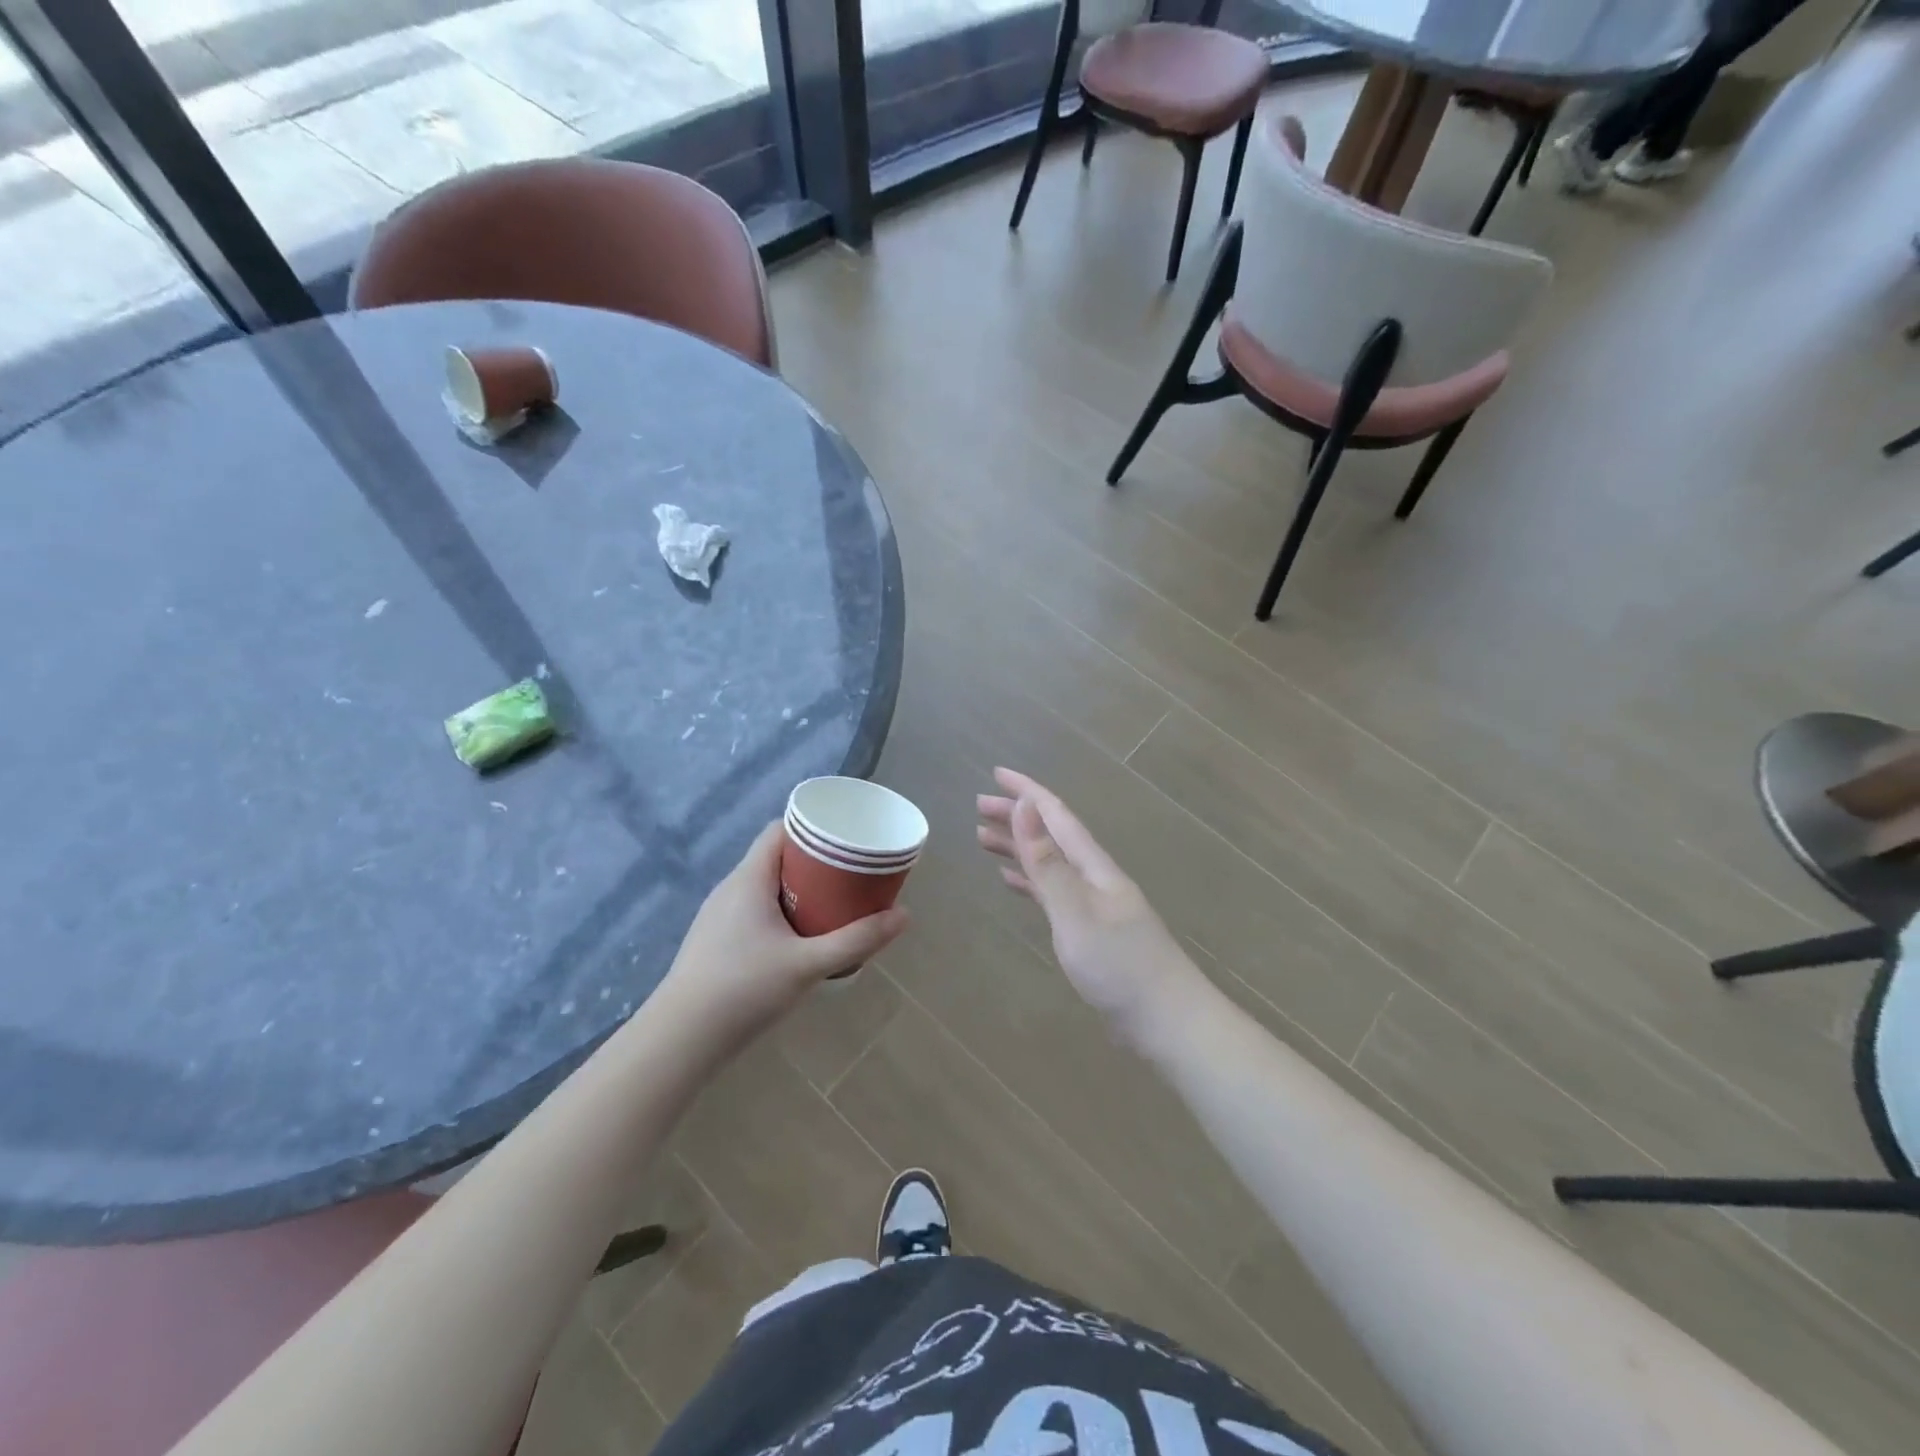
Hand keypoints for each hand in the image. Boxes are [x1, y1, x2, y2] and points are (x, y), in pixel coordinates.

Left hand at [656, 821, 908, 1055]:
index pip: (780, 831)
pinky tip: (800, 937)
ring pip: (765, 886)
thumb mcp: (809, 964)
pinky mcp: (716, 941)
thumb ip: (857, 940)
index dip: (813, 828)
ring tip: (833, 902)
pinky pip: (755, 909)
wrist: (681, 1040)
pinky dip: (782, 910)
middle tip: (851, 874)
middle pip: (776, 858)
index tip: (846, 838)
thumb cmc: (744, 990)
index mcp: (748, 879)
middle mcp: (730, 889)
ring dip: (798, 889)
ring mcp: (719, 916)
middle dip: (814, 862)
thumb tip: (905, 916)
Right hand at [976, 768, 1204, 1046]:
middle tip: (978, 806)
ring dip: (1019, 847)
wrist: (1167, 1021)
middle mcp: (1094, 878)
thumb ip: (1048, 862)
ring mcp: (1093, 905)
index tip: (996, 773)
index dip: (1027, 792)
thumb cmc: (1120, 966)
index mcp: (1094, 867)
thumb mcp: (1075, 912)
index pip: (1056, 816)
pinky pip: (1052, 893)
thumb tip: (1026, 806)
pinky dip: (1030, 881)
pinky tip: (1012, 882)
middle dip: (1017, 817)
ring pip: (1049, 863)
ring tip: (983, 838)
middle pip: (1051, 836)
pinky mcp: (1090, 931)